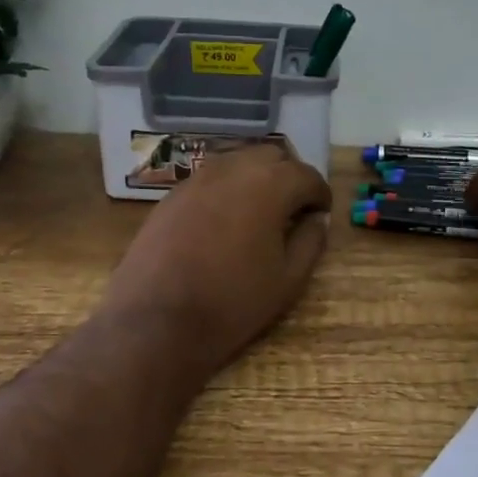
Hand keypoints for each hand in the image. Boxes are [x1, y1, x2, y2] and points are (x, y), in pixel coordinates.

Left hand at [99, 144, 331, 370]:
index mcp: (270, 185)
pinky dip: (228, 187)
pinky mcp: (173, 193)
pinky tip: (226, 218)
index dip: (320, 195)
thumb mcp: (288, 280)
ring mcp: (199, 177)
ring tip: (261, 210)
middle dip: (289, 176)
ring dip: (257, 176)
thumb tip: (316, 219)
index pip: (307, 175)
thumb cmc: (232, 302)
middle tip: (294, 208)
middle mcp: (235, 168)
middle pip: (273, 155)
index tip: (321, 213)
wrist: (156, 321)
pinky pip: (212, 177)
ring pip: (239, 160)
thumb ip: (311, 241)